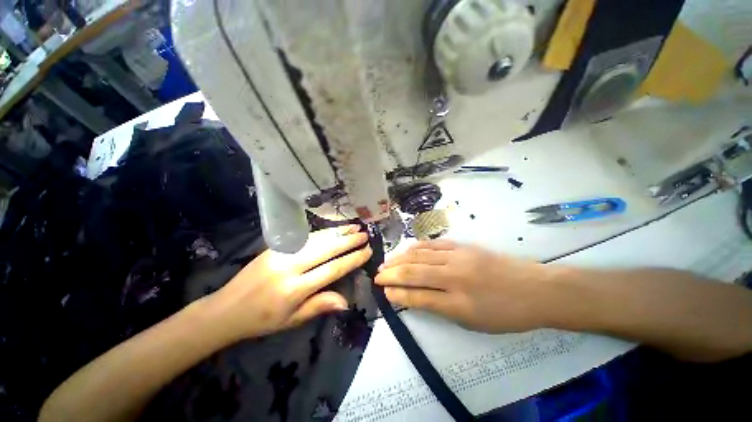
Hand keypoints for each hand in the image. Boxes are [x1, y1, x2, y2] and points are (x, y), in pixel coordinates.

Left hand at [203, 225, 371, 341]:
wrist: (226, 308)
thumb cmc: (262, 320)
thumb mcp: (292, 320)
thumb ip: (320, 306)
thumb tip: (347, 301)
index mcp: (295, 289)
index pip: (332, 270)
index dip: (352, 260)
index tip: (367, 251)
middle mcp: (290, 267)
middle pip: (327, 249)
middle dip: (349, 241)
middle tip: (365, 235)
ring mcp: (281, 253)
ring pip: (317, 239)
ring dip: (337, 232)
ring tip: (354, 226)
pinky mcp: (275, 246)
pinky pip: (305, 237)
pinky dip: (323, 232)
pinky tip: (333, 229)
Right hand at [375, 240, 553, 332]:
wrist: (535, 289)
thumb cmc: (505, 313)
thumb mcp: (473, 321)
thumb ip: (441, 308)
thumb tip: (415, 298)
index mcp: (458, 303)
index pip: (418, 296)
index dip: (397, 294)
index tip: (383, 291)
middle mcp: (454, 277)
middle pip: (414, 272)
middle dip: (392, 274)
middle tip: (377, 274)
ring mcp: (458, 257)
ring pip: (421, 255)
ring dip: (400, 258)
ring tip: (387, 261)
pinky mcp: (463, 246)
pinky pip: (434, 244)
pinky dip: (417, 247)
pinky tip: (408, 249)